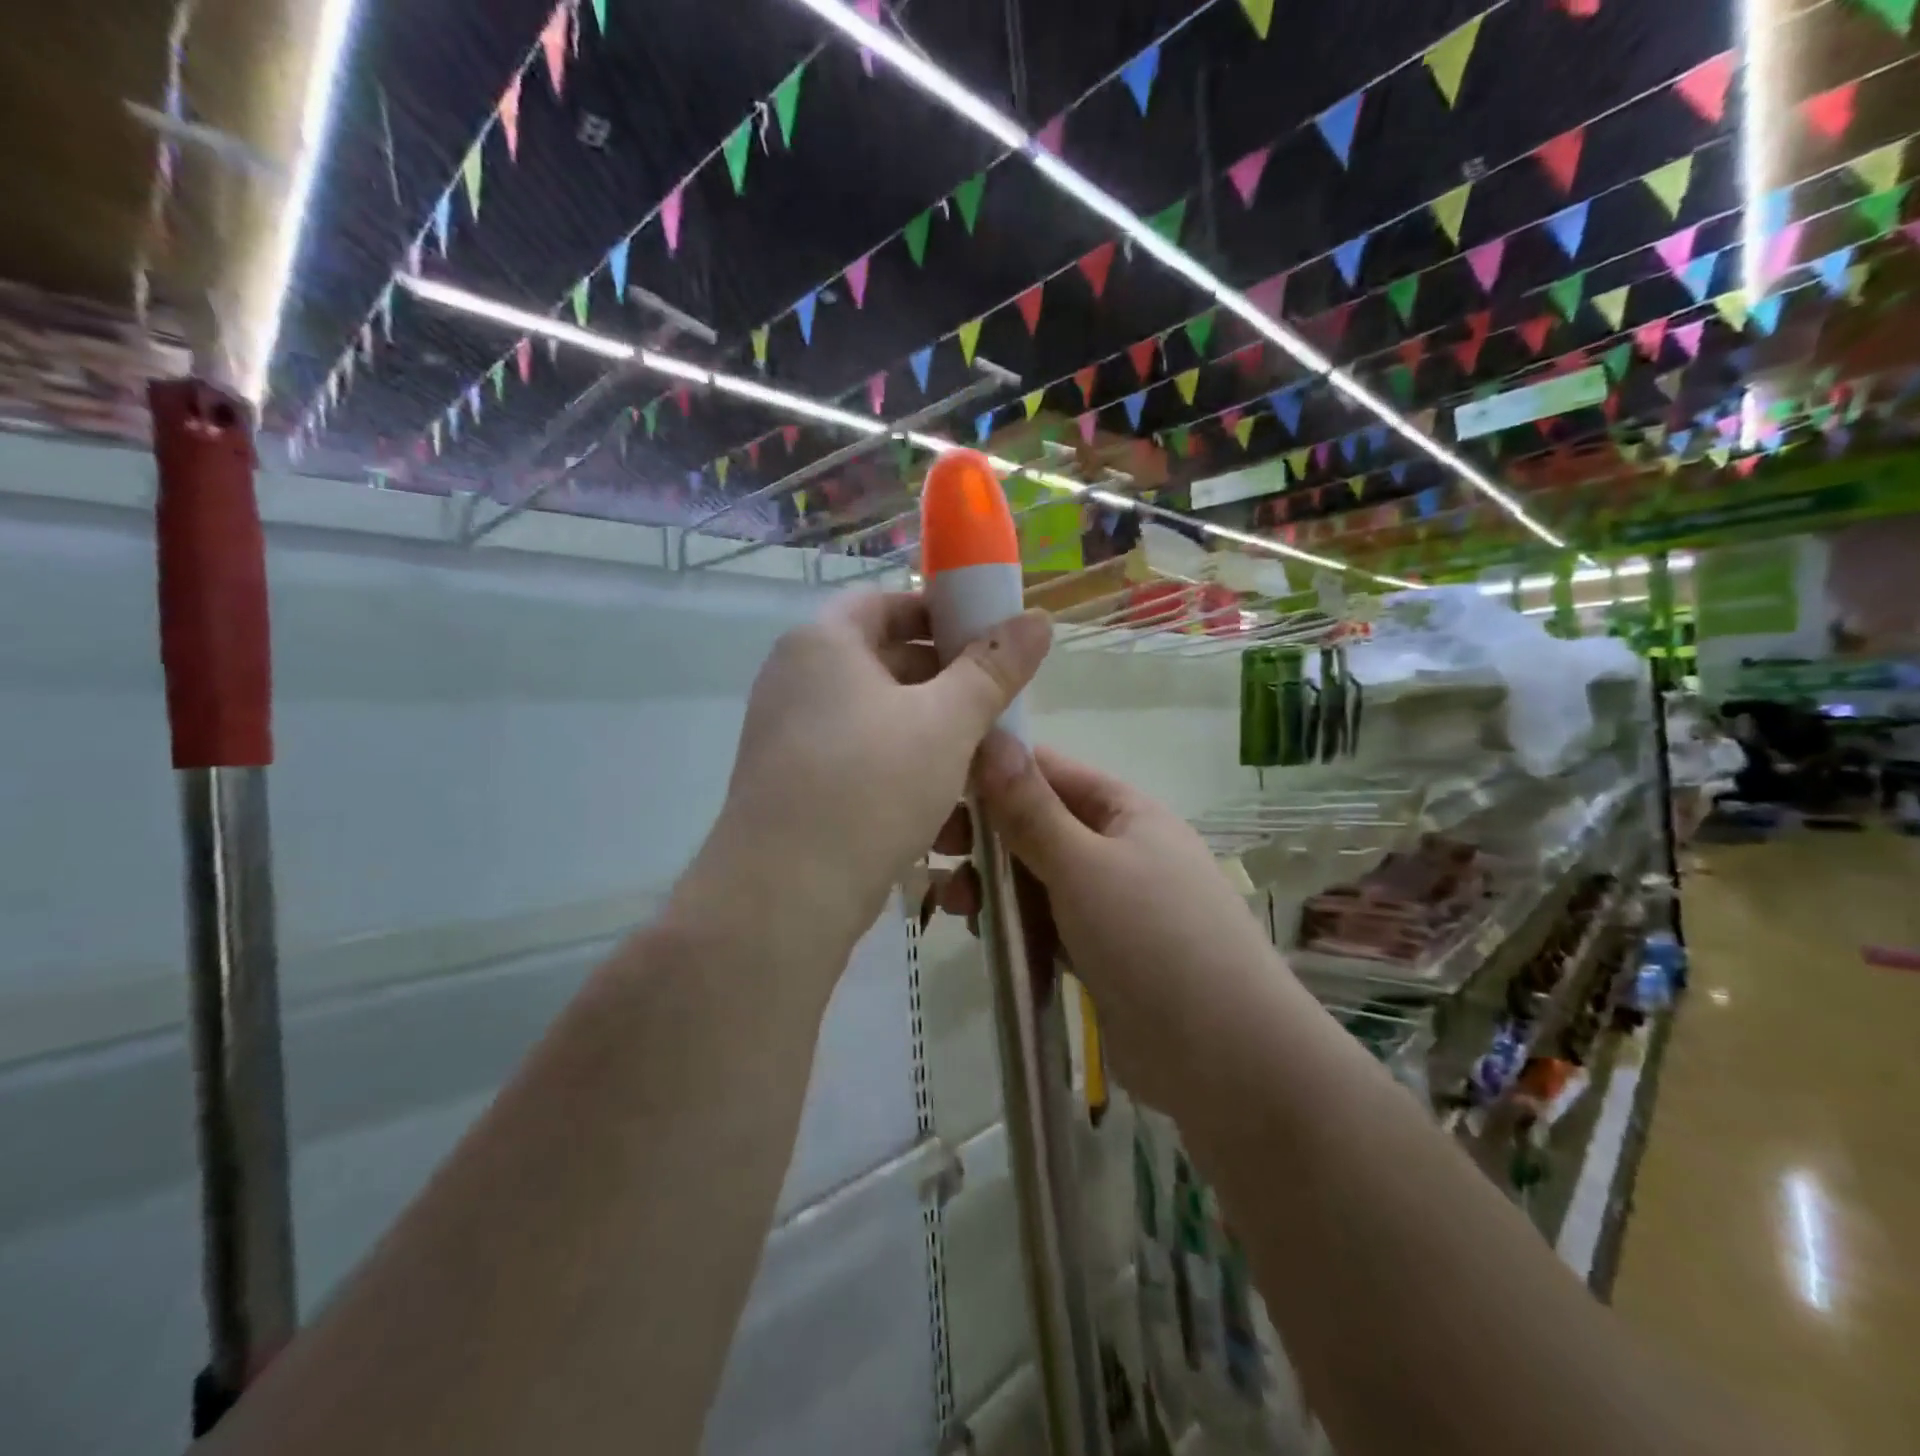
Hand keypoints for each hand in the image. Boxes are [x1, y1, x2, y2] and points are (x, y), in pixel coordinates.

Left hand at [680, 592, 1051, 987]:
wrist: (785, 895)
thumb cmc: (871, 785)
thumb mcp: (947, 722)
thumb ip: (993, 668)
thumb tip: (1038, 617)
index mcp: (823, 642)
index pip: (886, 603)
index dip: (941, 613)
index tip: (988, 642)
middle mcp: (796, 679)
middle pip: (883, 660)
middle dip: (945, 683)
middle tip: (995, 708)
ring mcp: (789, 735)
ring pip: (876, 718)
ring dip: (930, 734)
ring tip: (979, 763)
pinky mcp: (793, 786)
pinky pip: (858, 759)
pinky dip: (900, 769)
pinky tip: (941, 807)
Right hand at [935, 737, 1283, 1112]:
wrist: (1225, 1060)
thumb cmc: (1153, 940)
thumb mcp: (1083, 865)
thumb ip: (1030, 808)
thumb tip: (992, 736)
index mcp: (1124, 810)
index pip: (1047, 770)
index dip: (992, 773)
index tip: (935, 789)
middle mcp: (1118, 847)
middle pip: (1037, 824)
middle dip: (985, 836)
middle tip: (935, 852)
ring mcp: (1111, 902)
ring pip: (1036, 876)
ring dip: (993, 882)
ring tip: (954, 905)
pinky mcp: (1100, 951)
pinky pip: (1047, 920)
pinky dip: (1015, 921)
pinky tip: (983, 934)